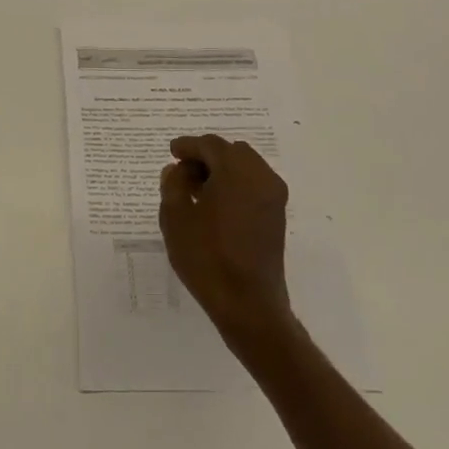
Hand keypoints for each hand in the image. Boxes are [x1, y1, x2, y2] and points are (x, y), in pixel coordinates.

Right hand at [159, 135, 295, 346]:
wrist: (248, 303)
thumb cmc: (206, 257)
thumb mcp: (175, 218)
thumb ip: (173, 185)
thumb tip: (177, 170)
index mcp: (236, 171)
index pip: (210, 145)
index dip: (188, 146)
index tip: (172, 152)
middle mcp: (261, 176)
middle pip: (231, 151)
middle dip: (206, 156)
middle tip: (182, 171)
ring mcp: (273, 196)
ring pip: (245, 166)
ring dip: (222, 169)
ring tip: (197, 189)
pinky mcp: (277, 215)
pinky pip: (254, 184)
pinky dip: (235, 184)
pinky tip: (215, 204)